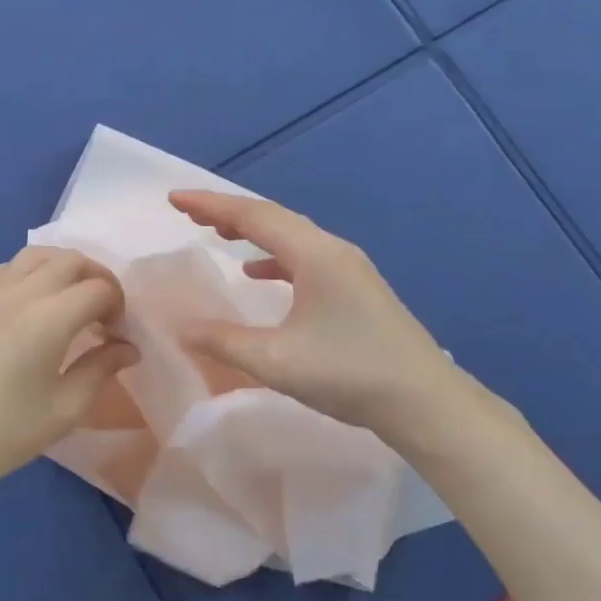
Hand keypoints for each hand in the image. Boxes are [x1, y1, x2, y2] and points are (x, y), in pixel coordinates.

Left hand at [0, 247, 137, 499]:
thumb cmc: (5, 430)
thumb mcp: (66, 408)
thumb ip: (102, 369)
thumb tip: (128, 347)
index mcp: (50, 317)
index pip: (99, 289)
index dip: (118, 308)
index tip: (118, 338)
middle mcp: (23, 291)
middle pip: (73, 260)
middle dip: (98, 280)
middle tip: (104, 315)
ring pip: (40, 254)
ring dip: (66, 267)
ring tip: (74, 300)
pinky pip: (12, 265)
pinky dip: (35, 270)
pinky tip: (37, 301)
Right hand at [168, 189, 478, 448]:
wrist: (426, 403)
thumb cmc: (349, 373)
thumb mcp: (276, 360)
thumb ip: (223, 340)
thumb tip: (181, 328)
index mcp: (314, 254)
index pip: (253, 215)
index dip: (210, 204)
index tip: (174, 198)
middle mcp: (332, 249)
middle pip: (272, 217)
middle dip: (227, 212)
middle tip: (188, 212)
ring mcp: (349, 268)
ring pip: (290, 236)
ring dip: (251, 231)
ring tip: (218, 234)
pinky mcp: (356, 288)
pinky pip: (304, 257)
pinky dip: (274, 257)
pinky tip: (258, 274)